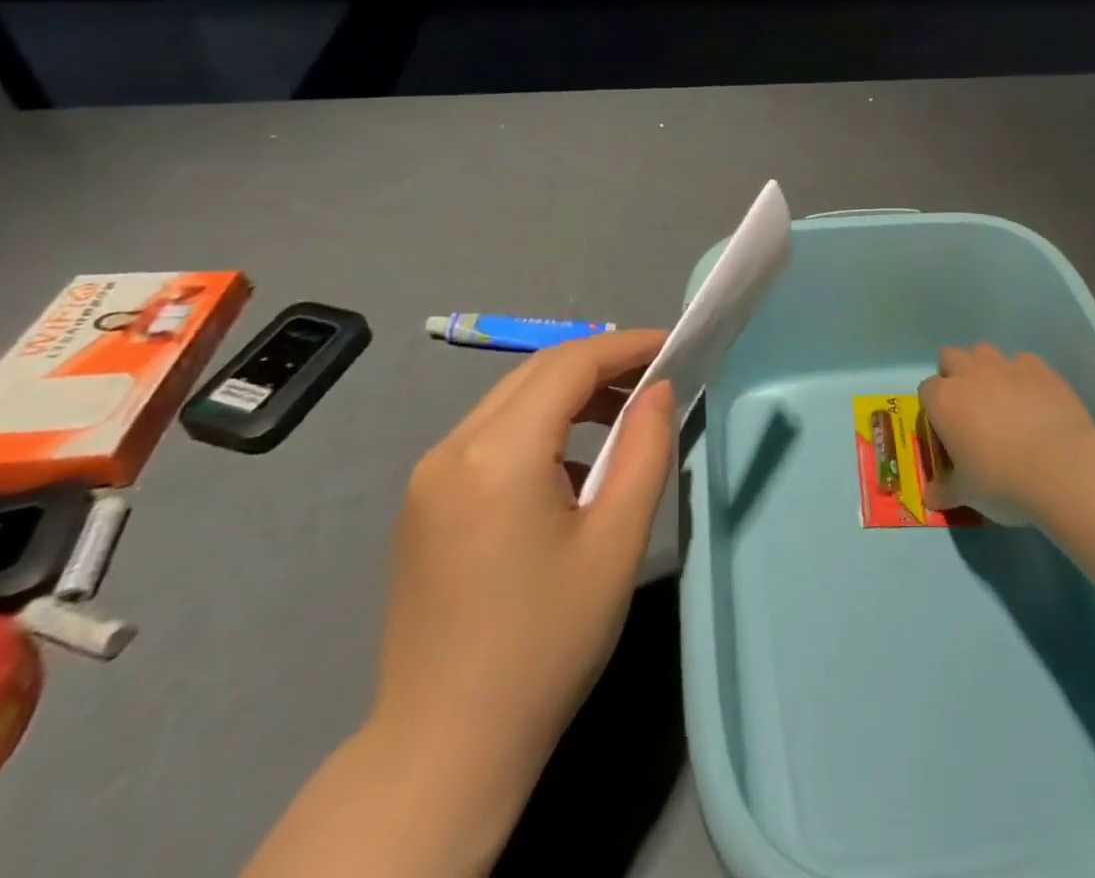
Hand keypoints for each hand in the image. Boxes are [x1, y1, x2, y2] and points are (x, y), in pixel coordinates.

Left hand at [370, 329, 674, 776]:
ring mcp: (427, 477)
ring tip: (622, 419)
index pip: (569, 364)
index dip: (625, 346)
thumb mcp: (616, 542)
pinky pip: (488, 437)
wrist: (445, 748)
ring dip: (568, 396)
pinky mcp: (422, 505)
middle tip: (655, 379)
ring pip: (510, 402)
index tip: (673, 346)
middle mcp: (451, 449)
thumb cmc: (546, 644)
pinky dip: (537, 429)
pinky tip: (570, 470)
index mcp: (497, 454)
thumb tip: (657, 391)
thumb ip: (645, 450)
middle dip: (600, 365)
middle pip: (536, 373)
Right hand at [918, 344, 1094, 519]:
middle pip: (951, 357)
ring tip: (1001, 401)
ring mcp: (1006, 366)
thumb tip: (930, 498)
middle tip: (969, 409)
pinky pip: (1023, 362)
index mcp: (944, 400)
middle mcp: (970, 373)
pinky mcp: (1040, 368)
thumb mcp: (968, 494)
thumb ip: (945, 490)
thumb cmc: (1003, 481)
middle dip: (955, 375)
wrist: (1062, 467)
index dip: (934, 409)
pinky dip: (1022, 376)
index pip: (926, 390)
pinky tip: (1033, 400)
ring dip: (986, 370)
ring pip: (985, 352)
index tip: (947, 431)